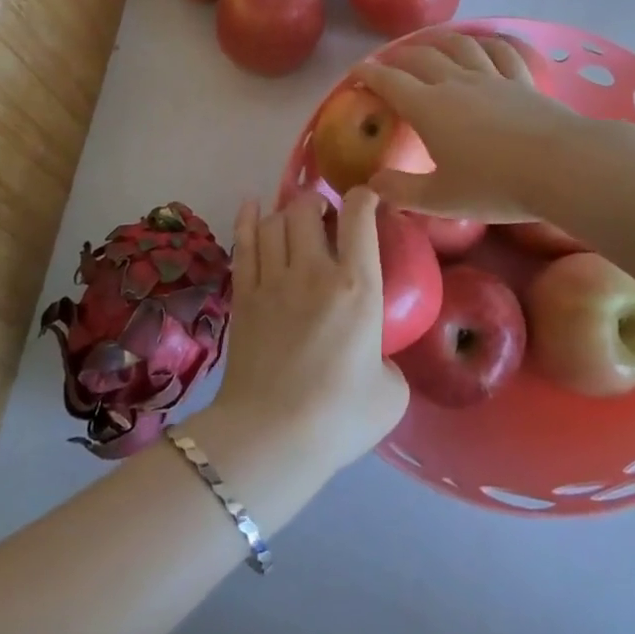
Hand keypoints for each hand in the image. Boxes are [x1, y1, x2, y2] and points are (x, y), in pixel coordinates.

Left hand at [212, 188, 408, 471]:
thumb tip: (375, 355)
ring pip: (273, 221)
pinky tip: (251, 206)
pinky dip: (248, 219)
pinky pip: (243, 243)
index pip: (360, 217)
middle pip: (307, 209)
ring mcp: (272, 280)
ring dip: (286, 212)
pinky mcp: (243, 295)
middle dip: (317, 202)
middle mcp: (313, 270)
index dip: (365, 197)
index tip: (369, 199)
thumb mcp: (391, 393)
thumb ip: (389, 362)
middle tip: (325, 216)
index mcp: (357, 286)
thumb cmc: (338, 417)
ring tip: (294, 217)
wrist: (271, 436)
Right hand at [355, 32, 591, 222]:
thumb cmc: (495, 185)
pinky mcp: (522, 80)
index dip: (368, 74)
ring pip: (459, 46)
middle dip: (398, 56)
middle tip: (387, 62)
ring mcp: (492, 77)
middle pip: (420, 57)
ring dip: (438, 40)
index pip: (390, 82)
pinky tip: (483, 42)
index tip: (355, 72)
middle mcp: (456, 83)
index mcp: (429, 108)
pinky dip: (486, 42)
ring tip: (429, 42)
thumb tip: (371, 185)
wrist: (561, 167)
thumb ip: (402, 191)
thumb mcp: (441, 199)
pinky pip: (501, 51)